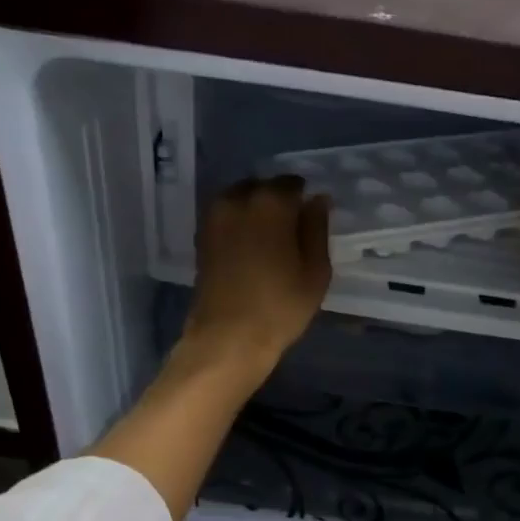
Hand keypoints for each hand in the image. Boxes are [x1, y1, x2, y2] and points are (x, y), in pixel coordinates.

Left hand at [182, 175, 332, 375]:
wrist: (227, 337)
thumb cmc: (280, 306)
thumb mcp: (316, 271)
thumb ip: (317, 228)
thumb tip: (317, 200)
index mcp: (271, 201)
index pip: (293, 183)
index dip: (304, 199)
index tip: (310, 220)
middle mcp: (238, 198)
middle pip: (263, 188)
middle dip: (278, 202)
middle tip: (291, 231)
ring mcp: (215, 217)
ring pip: (241, 200)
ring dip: (256, 213)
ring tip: (270, 242)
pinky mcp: (202, 237)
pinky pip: (227, 218)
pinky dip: (239, 226)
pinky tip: (250, 250)